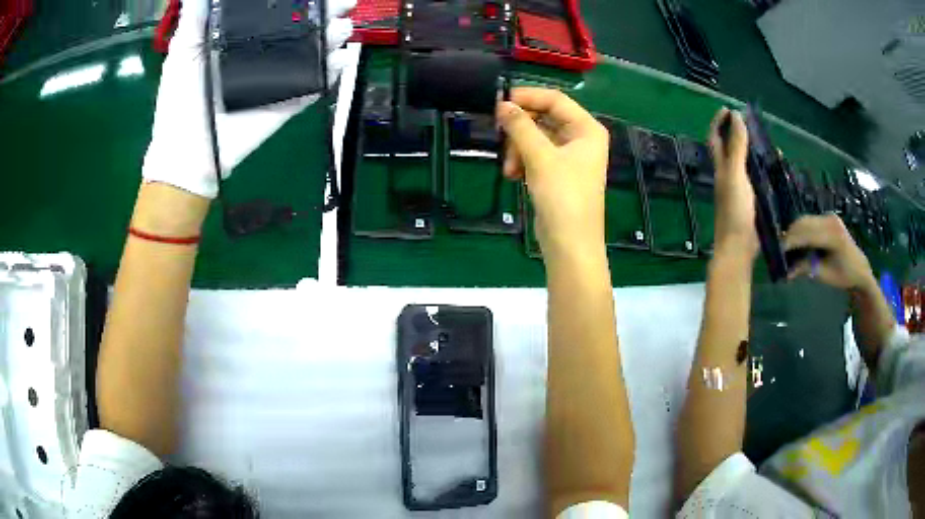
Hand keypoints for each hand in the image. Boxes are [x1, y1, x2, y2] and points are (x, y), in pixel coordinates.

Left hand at [142, 0, 355, 198]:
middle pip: (303, 27)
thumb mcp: (183, 52)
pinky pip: (313, 86)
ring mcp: (277, 79)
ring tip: (342, 29)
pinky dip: (331, 73)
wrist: (186, 152)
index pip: (277, 11)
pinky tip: (340, 59)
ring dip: (333, 38)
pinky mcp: (285, 103)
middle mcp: (265, 53)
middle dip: (326, 12)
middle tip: (344, 2)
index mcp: (243, 37)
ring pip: (313, 52)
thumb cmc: (179, 99)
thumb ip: (195, 19)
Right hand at [497, 88, 609, 261]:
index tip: (499, 102)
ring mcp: (569, 156)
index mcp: (587, 129)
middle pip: (544, 118)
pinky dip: (522, 161)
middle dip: (520, 129)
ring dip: (518, 149)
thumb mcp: (541, 157)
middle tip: (500, 136)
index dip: (527, 97)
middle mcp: (581, 138)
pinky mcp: (557, 173)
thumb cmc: (563, 197)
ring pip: (536, 137)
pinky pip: (535, 155)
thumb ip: (520, 127)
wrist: (570, 245)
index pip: (555, 99)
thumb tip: (501, 104)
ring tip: (509, 169)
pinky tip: (513, 175)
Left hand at [708, 108, 758, 257]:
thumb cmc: (735, 209)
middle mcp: (728, 176)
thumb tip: (735, 116)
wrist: (739, 248)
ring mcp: (741, 190)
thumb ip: (736, 147)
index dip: (718, 122)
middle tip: (754, 126)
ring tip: (770, 147)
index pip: (715, 138)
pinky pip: (759, 181)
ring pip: (747, 165)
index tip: (728, 109)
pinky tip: (777, 172)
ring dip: (756, 153)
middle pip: (731, 149)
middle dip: (740, 134)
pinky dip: (766, 172)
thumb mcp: (735, 174)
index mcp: (721, 168)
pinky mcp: (752, 203)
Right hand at [784, 214, 875, 291]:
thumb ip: (806, 268)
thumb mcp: (825, 275)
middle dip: (789, 235)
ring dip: (794, 232)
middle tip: (777, 249)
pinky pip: (810, 221)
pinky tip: (795, 241)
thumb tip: (786, 272)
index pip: (807, 234)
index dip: (791, 241)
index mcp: (833, 235)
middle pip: (803, 223)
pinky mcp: (827, 218)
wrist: (859, 268)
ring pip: (805, 220)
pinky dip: (800, 230)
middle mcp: (831, 220)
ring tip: (785, 246)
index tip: (777, 250)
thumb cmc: (844, 275)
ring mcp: (829, 217)